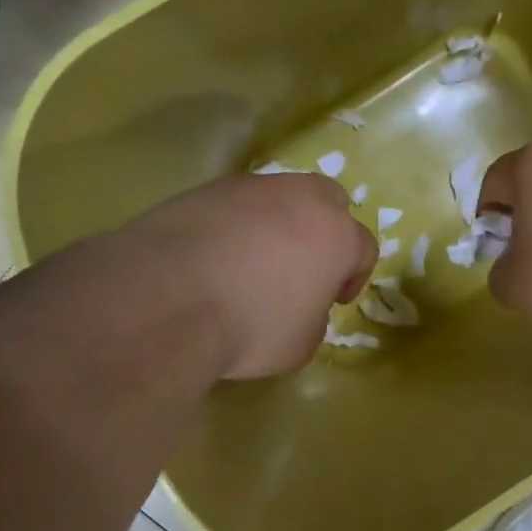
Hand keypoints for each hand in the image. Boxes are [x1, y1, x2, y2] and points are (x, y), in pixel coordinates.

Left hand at [123, 173, 376, 377]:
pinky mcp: (204, 190)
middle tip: (302, 266)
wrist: (168, 298)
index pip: (363, 248)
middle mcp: (299, 198)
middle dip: (322, 230)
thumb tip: (301, 305)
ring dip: (274, 225)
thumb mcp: (301, 343)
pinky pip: (232, 206)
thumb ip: (314, 317)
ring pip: (276, 198)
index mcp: (336, 235)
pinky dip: (231, 227)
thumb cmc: (253, 325)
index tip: (335, 300)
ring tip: (249, 263)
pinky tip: (211, 258)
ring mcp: (249, 188)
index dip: (353, 276)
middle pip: (327, 201)